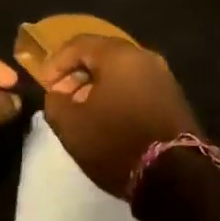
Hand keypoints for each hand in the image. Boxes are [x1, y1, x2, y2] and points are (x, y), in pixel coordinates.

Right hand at [39, 35, 199, 198]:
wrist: (175, 176)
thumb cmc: (116, 142)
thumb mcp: (72, 126)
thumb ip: (55, 103)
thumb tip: (57, 94)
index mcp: (119, 54)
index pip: (79, 44)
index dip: (56, 62)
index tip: (44, 85)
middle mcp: (144, 56)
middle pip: (102, 54)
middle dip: (77, 73)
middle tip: (62, 97)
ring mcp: (163, 76)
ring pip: (121, 71)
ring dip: (97, 86)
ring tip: (82, 111)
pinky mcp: (173, 97)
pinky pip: (137, 85)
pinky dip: (118, 94)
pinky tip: (108, 118)